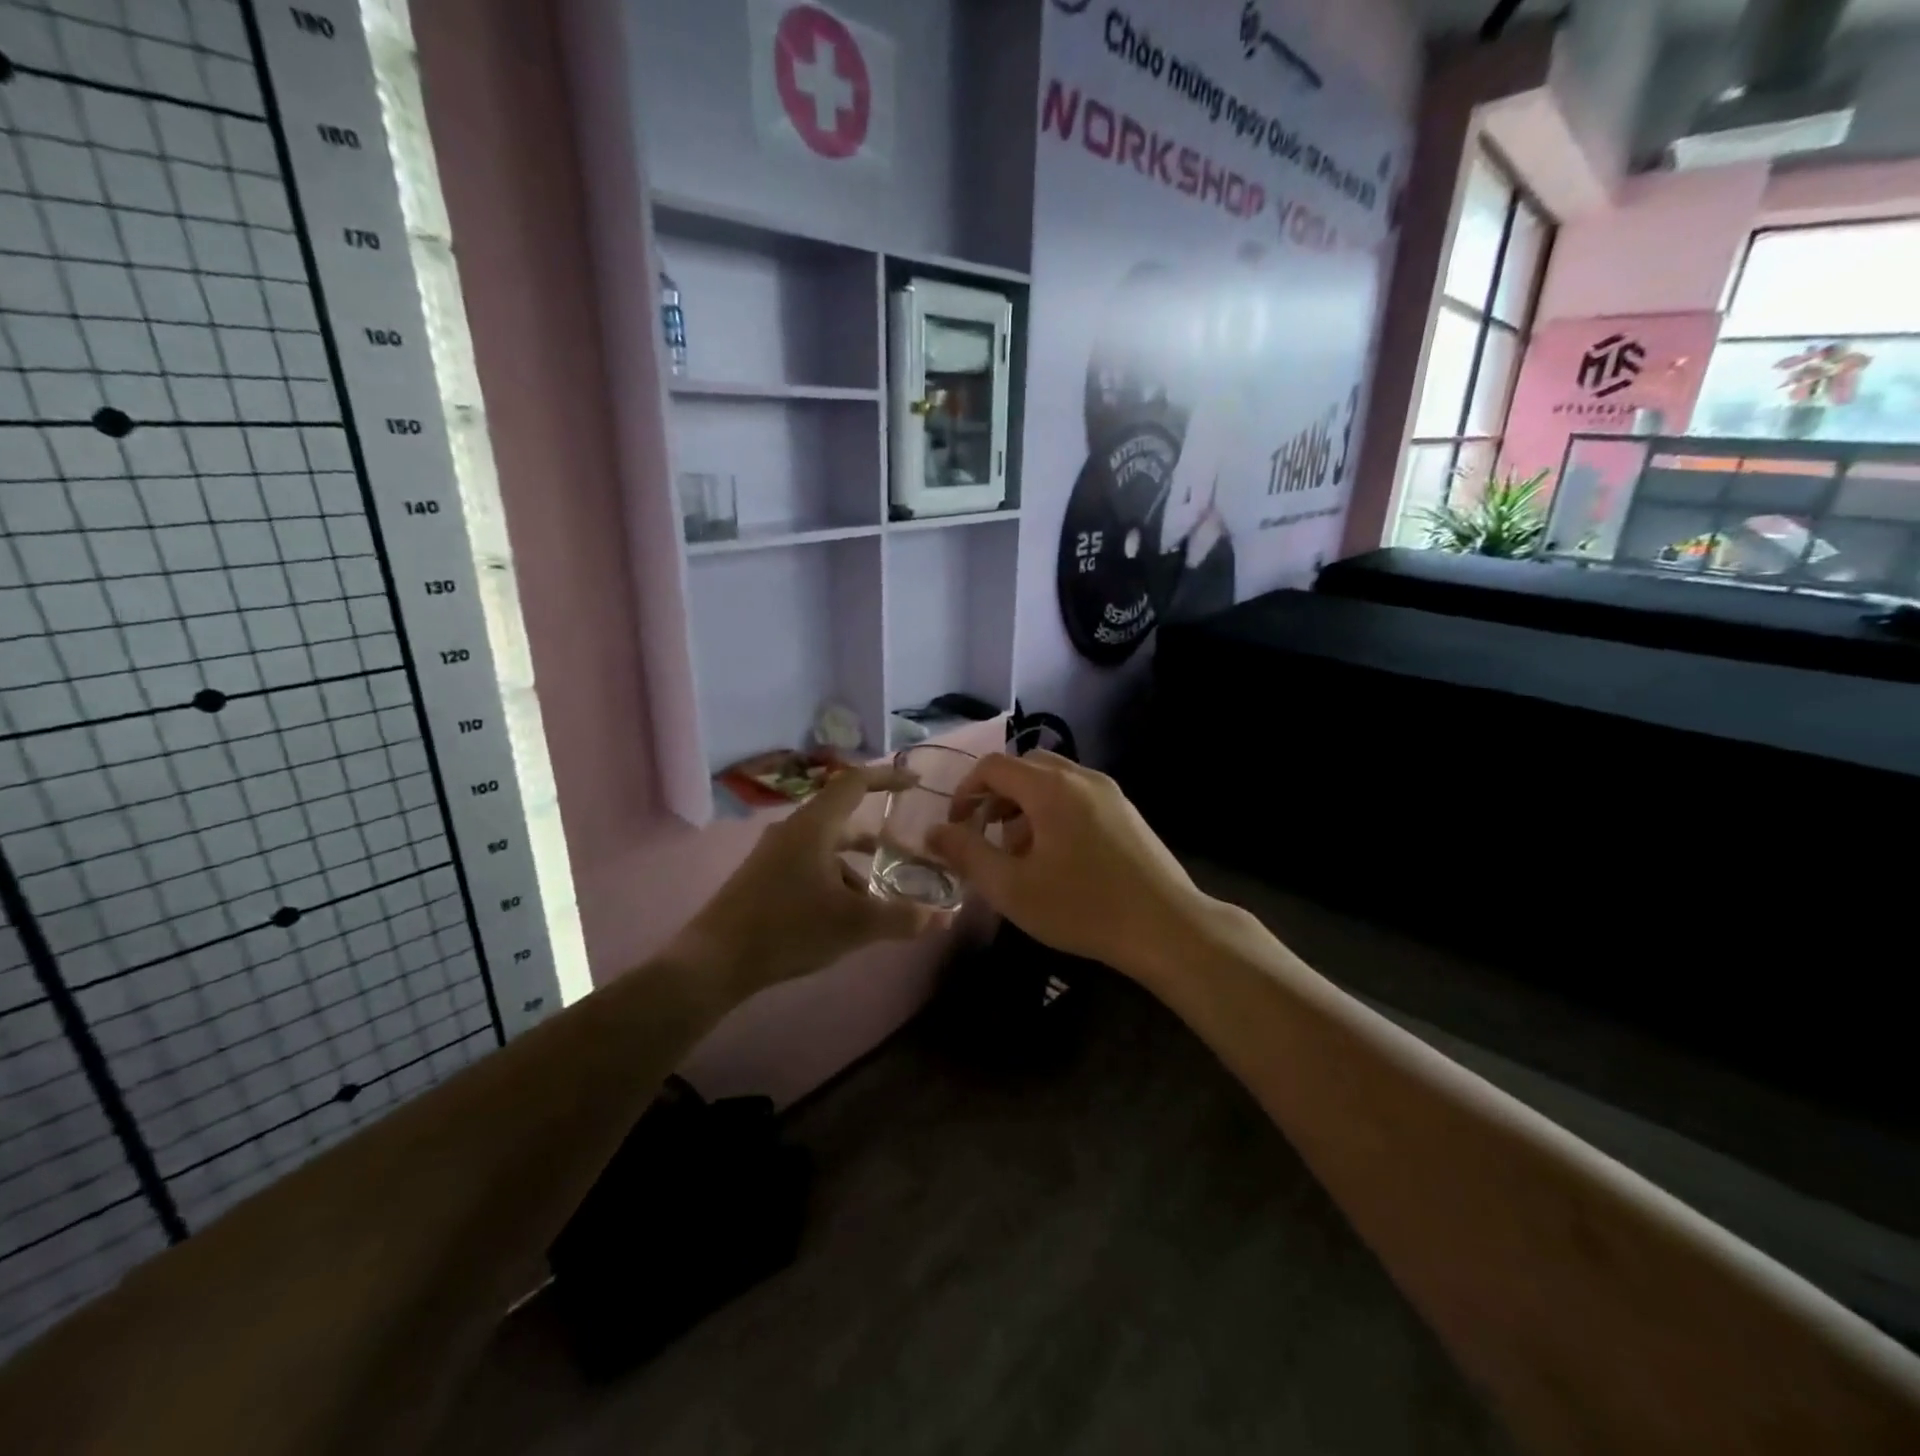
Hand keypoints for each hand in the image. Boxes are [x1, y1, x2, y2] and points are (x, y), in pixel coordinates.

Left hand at [672, 765, 935, 999]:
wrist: (714, 961)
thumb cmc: (788, 929)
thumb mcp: (854, 925)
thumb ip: (902, 918)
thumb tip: (944, 918)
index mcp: (814, 826)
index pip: (855, 783)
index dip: (887, 777)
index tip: (915, 783)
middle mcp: (793, 830)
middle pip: (843, 818)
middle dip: (877, 837)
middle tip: (907, 853)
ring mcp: (775, 854)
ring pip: (827, 848)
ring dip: (856, 865)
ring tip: (880, 897)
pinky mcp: (764, 877)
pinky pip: (810, 865)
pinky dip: (835, 879)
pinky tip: (844, 915)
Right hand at [926, 751, 1213, 974]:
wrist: (1166, 927)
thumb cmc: (1082, 907)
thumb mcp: (1012, 887)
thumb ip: (967, 854)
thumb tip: (933, 833)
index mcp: (1050, 788)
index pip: (994, 766)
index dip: (967, 791)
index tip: (958, 826)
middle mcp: (1081, 777)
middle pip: (1025, 768)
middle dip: (997, 797)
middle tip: (988, 836)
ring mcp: (1109, 792)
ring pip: (1053, 782)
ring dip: (1026, 805)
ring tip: (1022, 853)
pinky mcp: (1127, 811)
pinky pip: (1078, 795)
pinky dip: (1054, 811)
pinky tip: (1059, 858)